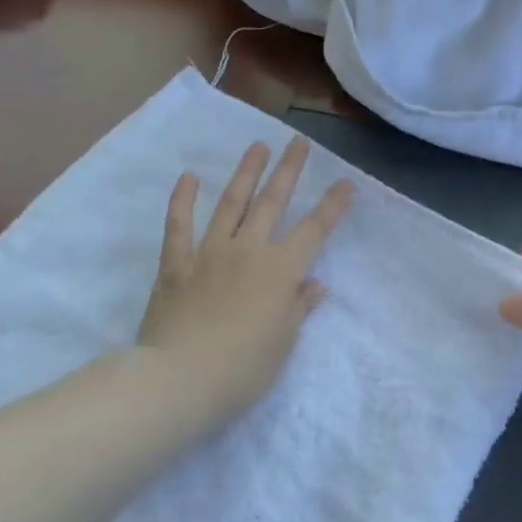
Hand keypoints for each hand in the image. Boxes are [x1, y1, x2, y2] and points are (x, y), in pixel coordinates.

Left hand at [137, 137, 352, 422]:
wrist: (181, 378)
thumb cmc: (243, 368)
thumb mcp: (283, 341)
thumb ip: (298, 307)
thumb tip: (315, 285)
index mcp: (280, 271)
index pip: (314, 231)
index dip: (332, 206)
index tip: (346, 182)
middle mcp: (247, 251)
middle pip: (272, 203)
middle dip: (288, 171)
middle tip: (298, 143)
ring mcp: (209, 253)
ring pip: (230, 204)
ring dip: (245, 174)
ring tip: (257, 147)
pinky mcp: (176, 264)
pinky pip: (178, 226)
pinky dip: (182, 200)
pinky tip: (188, 177)